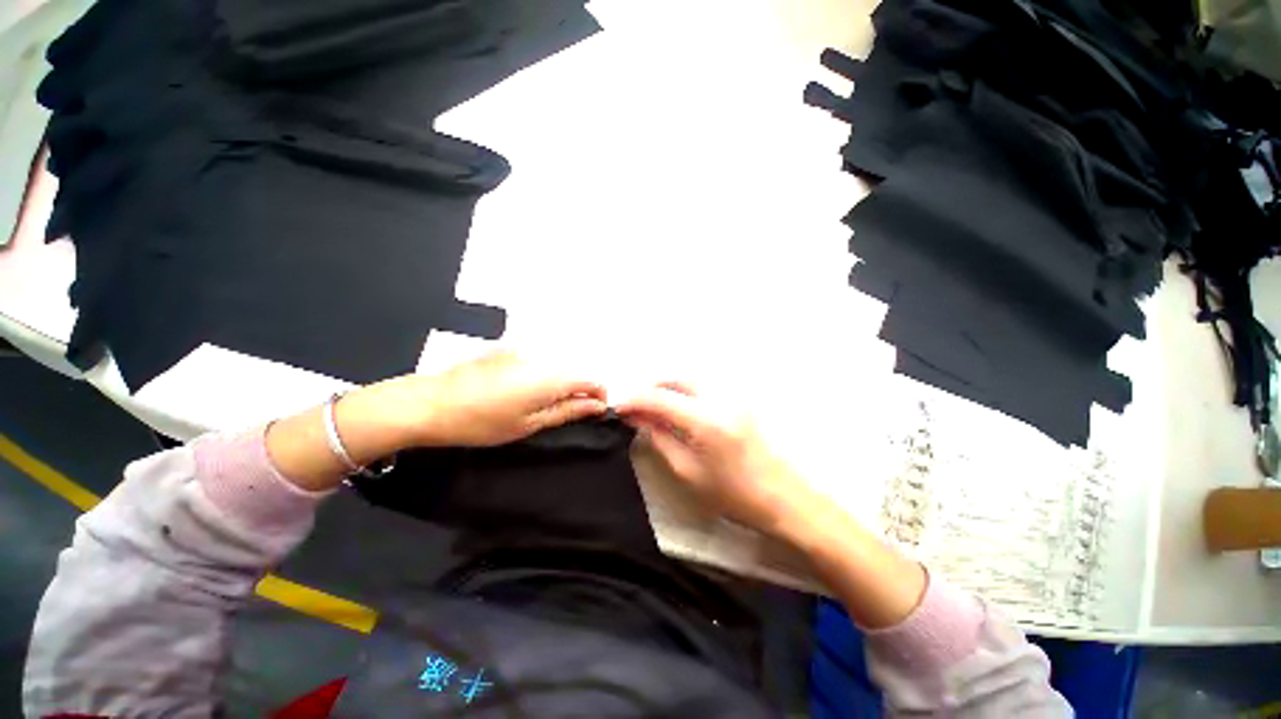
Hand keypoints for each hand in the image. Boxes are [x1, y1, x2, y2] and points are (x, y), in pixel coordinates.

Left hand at [395, 351, 608, 446]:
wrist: (430, 404)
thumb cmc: (482, 422)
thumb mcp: (530, 423)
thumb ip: (568, 411)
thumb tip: (597, 406)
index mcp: (552, 377)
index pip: (592, 380)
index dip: (598, 397)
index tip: (592, 413)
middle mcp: (543, 357)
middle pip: (574, 373)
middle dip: (576, 393)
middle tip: (559, 416)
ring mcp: (523, 351)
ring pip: (554, 368)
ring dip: (555, 386)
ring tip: (533, 406)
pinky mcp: (506, 350)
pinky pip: (535, 363)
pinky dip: (536, 377)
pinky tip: (513, 393)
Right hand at [617, 382, 819, 540]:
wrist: (783, 497)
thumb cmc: (734, 494)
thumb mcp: (688, 472)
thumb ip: (661, 439)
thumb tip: (639, 419)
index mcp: (704, 420)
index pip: (660, 398)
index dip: (634, 400)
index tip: (617, 408)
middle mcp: (718, 399)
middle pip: (675, 380)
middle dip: (650, 389)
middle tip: (635, 407)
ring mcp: (732, 397)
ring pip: (690, 381)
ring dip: (667, 389)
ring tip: (653, 408)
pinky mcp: (739, 400)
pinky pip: (703, 388)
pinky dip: (684, 392)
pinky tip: (677, 409)